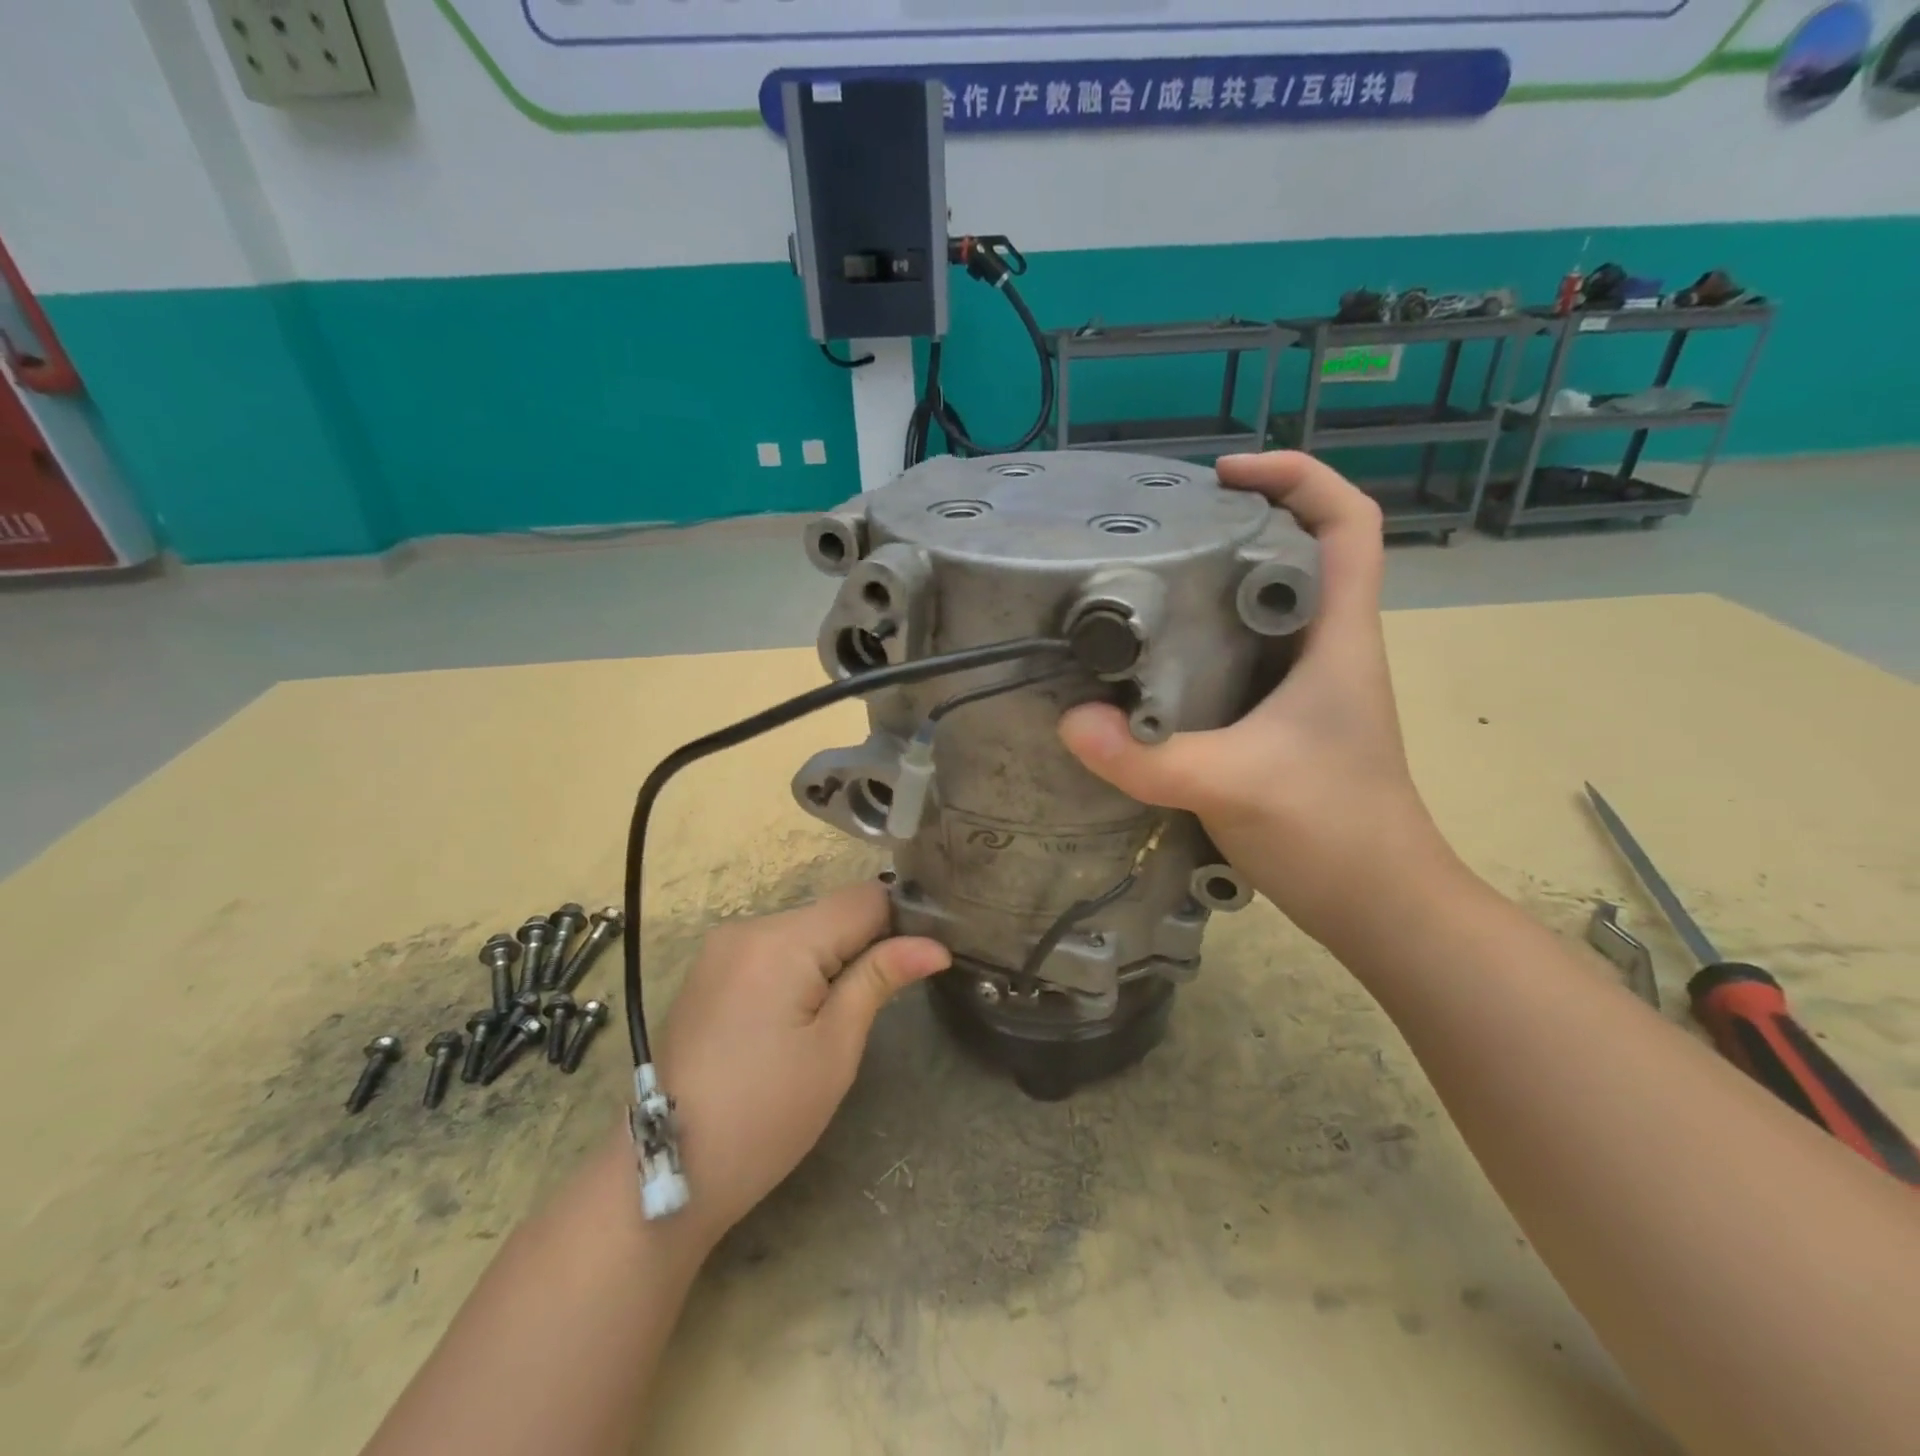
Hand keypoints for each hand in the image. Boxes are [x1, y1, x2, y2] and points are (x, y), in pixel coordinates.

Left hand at [654, 881, 950, 1250]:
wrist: (670, 1172)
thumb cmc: (766, 1117)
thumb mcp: (835, 1048)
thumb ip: (880, 978)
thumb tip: (936, 945)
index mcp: (780, 941)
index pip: (863, 899)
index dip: (902, 922)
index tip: (921, 959)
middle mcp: (747, 927)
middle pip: (831, 913)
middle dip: (864, 945)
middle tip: (881, 1001)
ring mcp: (721, 947)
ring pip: (803, 930)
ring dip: (831, 958)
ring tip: (836, 1017)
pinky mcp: (709, 969)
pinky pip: (772, 949)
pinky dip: (798, 968)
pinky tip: (796, 1017)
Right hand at [1058, 451, 1452, 943]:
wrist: (1379, 906)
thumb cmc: (1331, 832)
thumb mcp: (1233, 786)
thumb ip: (1148, 758)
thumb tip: (1069, 722)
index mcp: (1338, 637)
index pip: (1347, 523)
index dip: (1297, 476)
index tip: (1223, 473)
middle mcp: (1327, 648)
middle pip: (1299, 553)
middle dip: (1239, 524)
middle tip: (1160, 531)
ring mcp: (1305, 687)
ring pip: (1266, 607)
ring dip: (1215, 585)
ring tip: (1143, 585)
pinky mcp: (1281, 722)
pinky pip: (1242, 658)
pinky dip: (1202, 644)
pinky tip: (1151, 663)